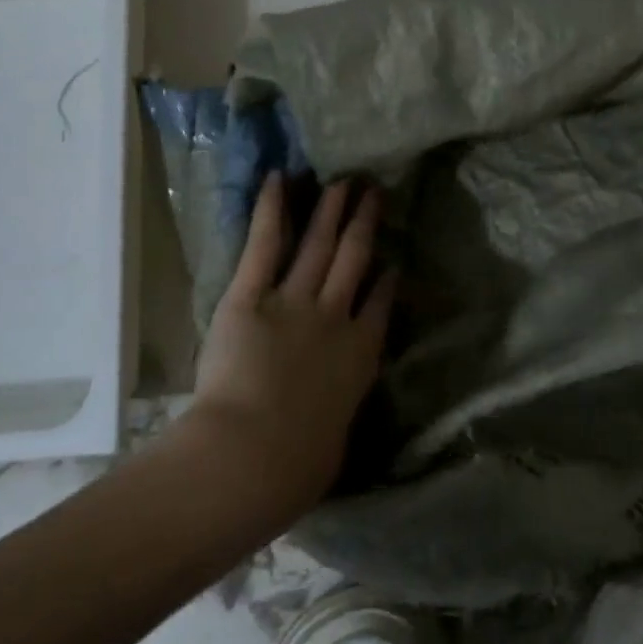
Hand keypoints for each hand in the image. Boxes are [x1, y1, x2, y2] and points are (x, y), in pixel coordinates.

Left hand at [188, 174, 394, 518]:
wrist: (256, 453)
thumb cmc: (298, 463)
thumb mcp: (333, 443)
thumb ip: (335, 419)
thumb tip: (327, 427)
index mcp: (360, 355)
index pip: (380, 305)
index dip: (387, 279)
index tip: (392, 259)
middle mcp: (335, 317)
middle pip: (355, 260)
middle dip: (365, 225)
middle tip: (373, 193)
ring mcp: (295, 302)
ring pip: (319, 246)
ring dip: (331, 211)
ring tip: (343, 182)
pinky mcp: (250, 296)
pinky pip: (264, 245)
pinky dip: (271, 210)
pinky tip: (278, 180)